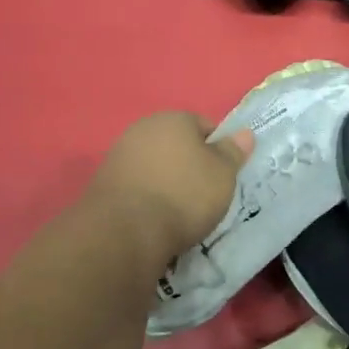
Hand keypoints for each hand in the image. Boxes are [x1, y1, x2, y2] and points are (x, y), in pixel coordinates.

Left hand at [89, 111, 253, 266]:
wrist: (126, 230)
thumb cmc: (184, 195)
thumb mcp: (223, 174)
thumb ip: (233, 151)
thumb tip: (244, 133)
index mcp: (174, 119)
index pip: (205, 126)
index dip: (219, 149)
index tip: (224, 175)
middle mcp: (143, 128)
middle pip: (177, 144)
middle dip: (190, 164)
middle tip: (205, 194)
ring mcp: (119, 154)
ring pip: (155, 164)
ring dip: (167, 181)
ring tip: (180, 210)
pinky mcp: (104, 182)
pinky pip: (138, 184)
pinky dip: (148, 196)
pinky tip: (156, 217)